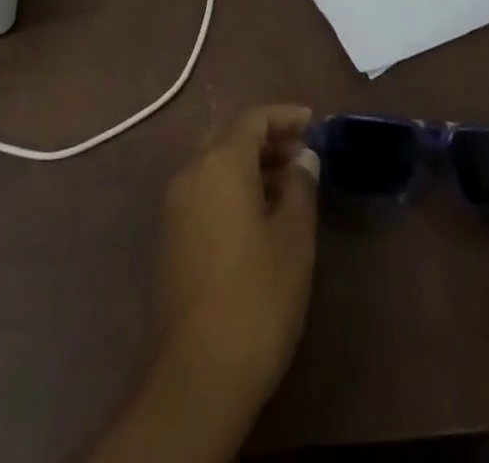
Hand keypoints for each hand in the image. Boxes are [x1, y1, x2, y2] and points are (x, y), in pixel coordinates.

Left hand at [82, 106, 318, 462]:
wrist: (196, 373)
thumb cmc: (256, 296)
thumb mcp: (293, 238)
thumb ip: (301, 187)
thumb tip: (303, 157)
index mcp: (219, 162)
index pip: (254, 119)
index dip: (286, 116)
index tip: (316, 123)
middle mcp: (191, 172)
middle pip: (232, 139)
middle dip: (270, 141)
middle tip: (306, 156)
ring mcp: (176, 206)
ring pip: (218, 166)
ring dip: (253, 167)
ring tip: (291, 188)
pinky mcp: (172, 237)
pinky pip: (207, 193)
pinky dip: (235, 190)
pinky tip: (262, 218)